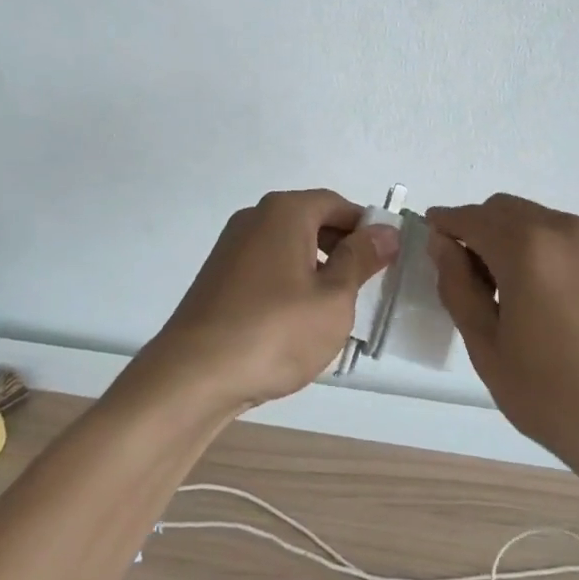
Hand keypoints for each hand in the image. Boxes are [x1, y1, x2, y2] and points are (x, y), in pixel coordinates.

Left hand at [141, 190, 399, 415]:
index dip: (366, 229)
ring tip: (332, 312)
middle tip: (363, 290)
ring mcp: (231, 247)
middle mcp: (255, 218)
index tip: (385, 262)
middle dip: (342, 250)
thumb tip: (385, 231)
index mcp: (285, 211)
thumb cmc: (275, 331)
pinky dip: (288, 284)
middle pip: (311, 221)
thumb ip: (361, 259)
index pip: (337, 204)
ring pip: (288, 247)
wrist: (193, 375)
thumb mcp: (333, 298)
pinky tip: (295, 323)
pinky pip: (266, 268)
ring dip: (316, 270)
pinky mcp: (218, 277)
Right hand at [427, 194, 578, 479]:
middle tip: (468, 275)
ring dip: (513, 239)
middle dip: (479, 229)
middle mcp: (565, 231)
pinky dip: (547, 253)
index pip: (471, 217)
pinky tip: (551, 302)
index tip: (430, 240)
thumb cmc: (555, 397)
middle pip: (506, 210)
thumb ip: (458, 287)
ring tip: (511, 293)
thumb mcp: (488, 348)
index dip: (444, 224)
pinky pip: (570, 242)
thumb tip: (442, 245)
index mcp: (527, 248)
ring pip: (540, 221)